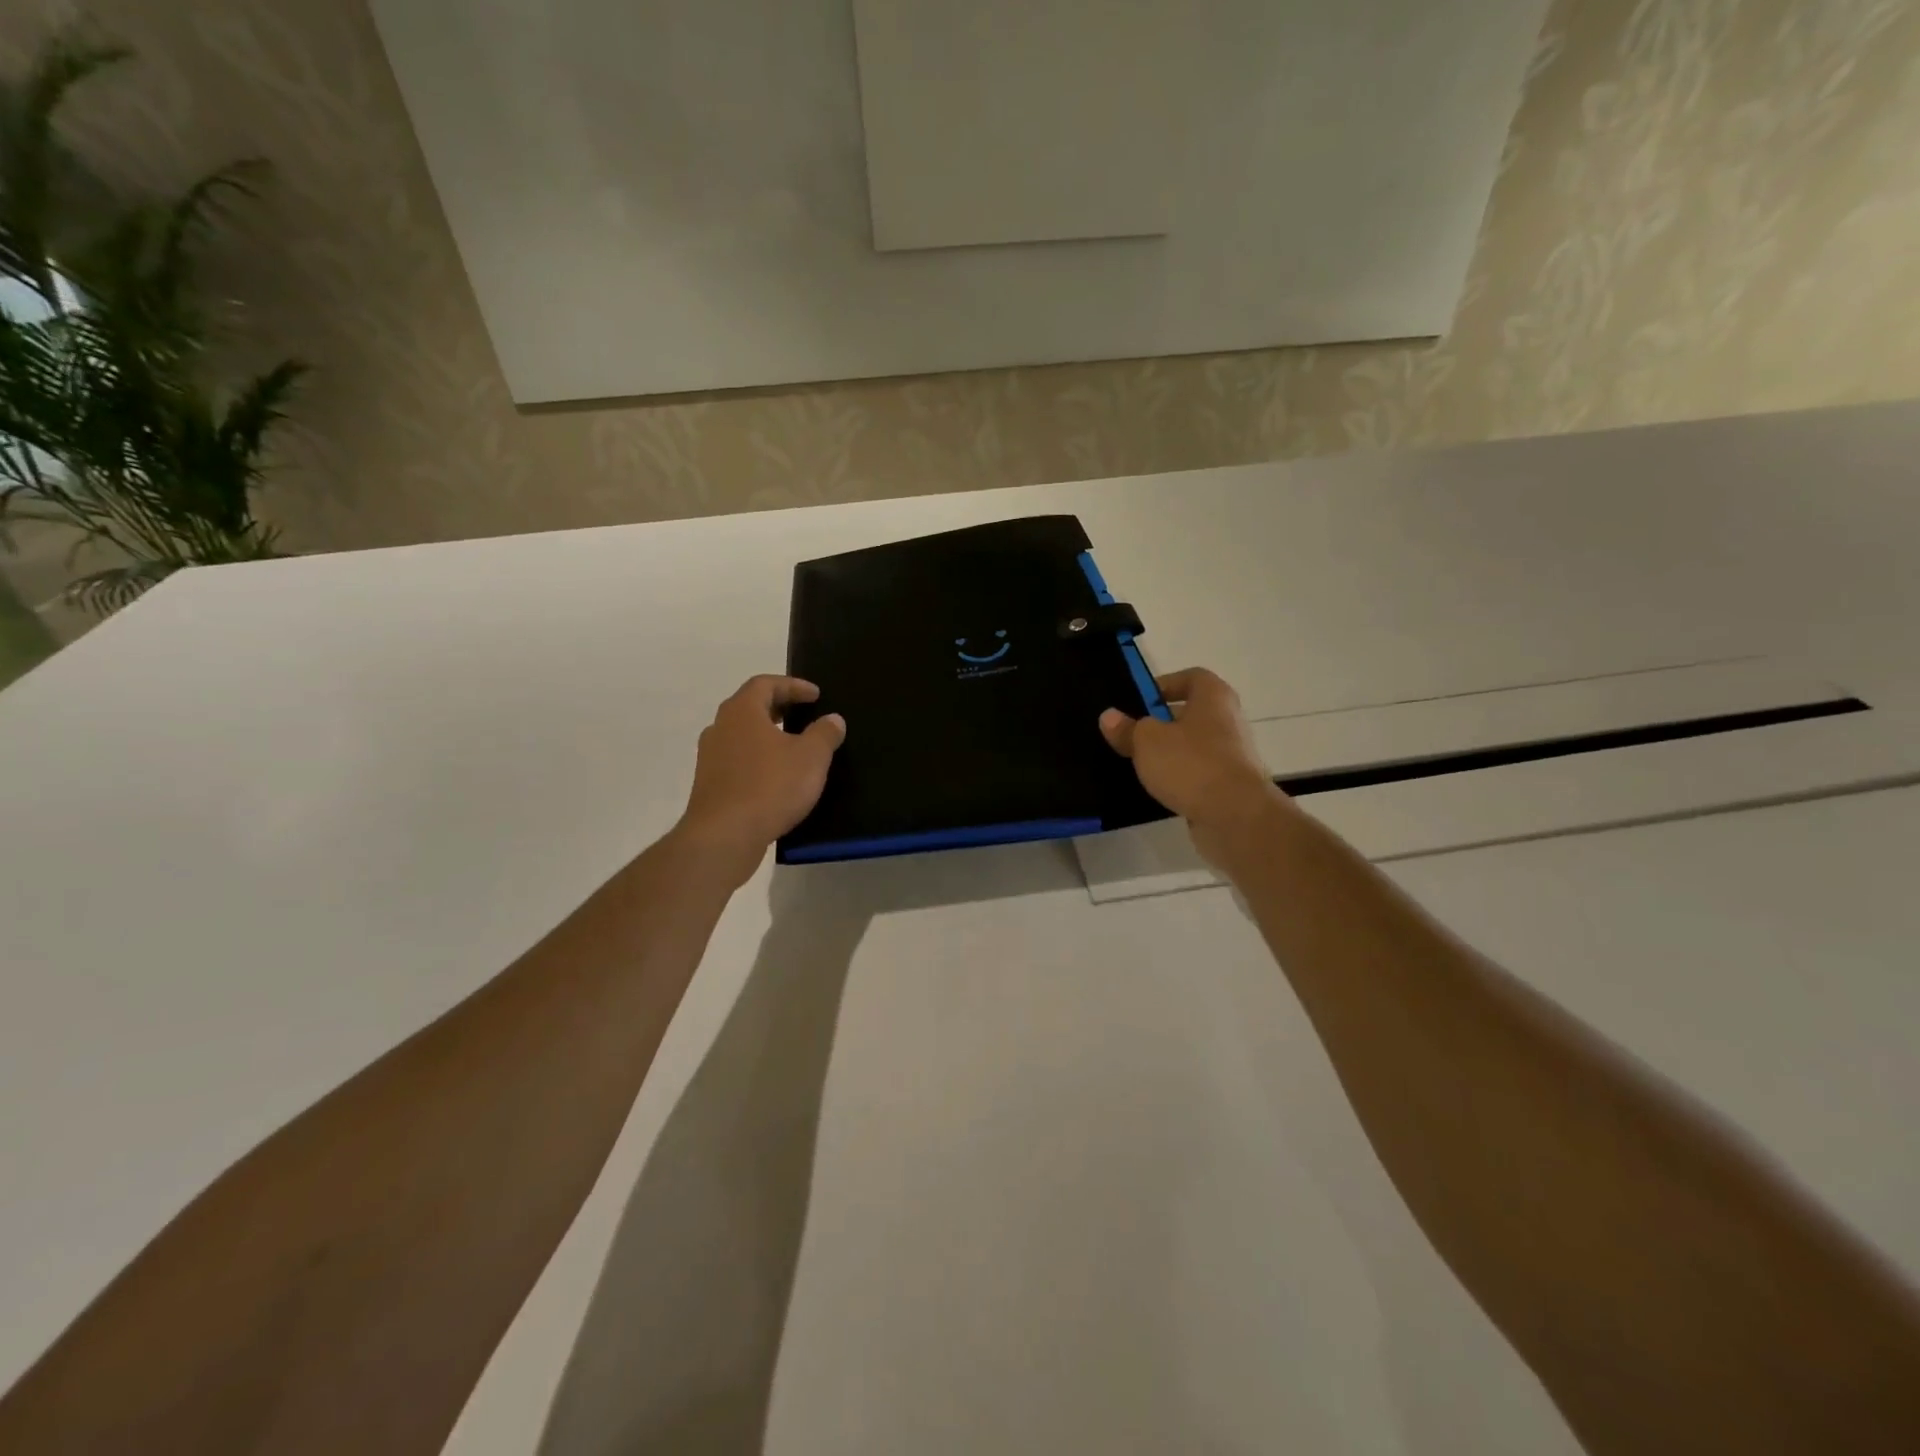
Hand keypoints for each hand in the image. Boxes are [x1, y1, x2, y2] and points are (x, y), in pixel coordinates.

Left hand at [675, 676, 845, 883]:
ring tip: (793, 746)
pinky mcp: (709, 785)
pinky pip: (737, 760)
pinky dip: (758, 759)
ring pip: (742, 735)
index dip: (793, 685)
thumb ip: (824, 734)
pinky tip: (776, 777)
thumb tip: (833, 719)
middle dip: (778, 707)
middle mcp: (720, 728)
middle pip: (750, 706)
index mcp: (742, 712)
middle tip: (803, 714)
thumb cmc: (770, 787)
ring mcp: (710, 757)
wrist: (724, 837)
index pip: (765, 684)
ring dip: (767, 735)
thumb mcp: (811, 758)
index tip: (816, 695)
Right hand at [1100, 667, 1291, 865]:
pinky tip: (1157, 787)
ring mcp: (1232, 754)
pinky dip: (1180, 777)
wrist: (1236, 816)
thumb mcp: (1147, 741)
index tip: (1138, 702)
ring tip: (1138, 762)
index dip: (1164, 685)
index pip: (1191, 677)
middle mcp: (1228, 720)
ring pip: (1193, 745)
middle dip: (1160, 722)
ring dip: (1168, 752)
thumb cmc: (1192, 764)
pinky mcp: (1229, 785)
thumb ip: (1127, 728)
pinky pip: (1198, 773)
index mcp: (1214, 697)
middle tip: (1130, 733)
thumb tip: (1109, 716)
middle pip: (1190, 713)